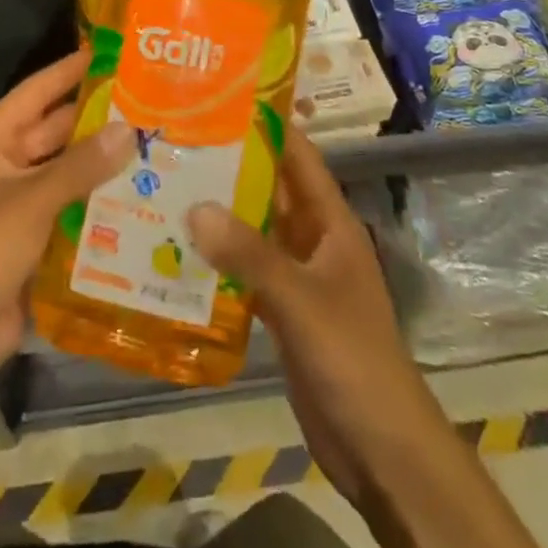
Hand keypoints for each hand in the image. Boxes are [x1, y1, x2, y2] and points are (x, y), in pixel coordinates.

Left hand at [0, 49, 134, 376]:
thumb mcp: (31, 202)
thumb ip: (81, 166)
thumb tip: (129, 130)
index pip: (34, 93)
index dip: (69, 70)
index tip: (109, 52)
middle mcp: (1, 164)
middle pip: (54, 132)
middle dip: (95, 119)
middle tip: (145, 102)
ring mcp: (16, 202)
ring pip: (65, 170)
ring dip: (100, 161)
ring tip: (152, 143)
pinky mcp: (31, 235)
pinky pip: (69, 206)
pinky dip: (96, 199)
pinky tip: (138, 193)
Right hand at [188, 130, 443, 509]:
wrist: (380, 448)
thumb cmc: (352, 357)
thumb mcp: (301, 299)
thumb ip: (250, 254)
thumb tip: (195, 206)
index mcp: (331, 223)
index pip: (299, 157)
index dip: (269, 126)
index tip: (224, 99)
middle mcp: (314, 241)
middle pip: (271, 190)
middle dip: (231, 166)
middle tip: (178, 141)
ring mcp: (298, 277)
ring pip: (255, 231)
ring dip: (220, 213)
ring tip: (167, 186)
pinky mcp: (282, 312)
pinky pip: (246, 272)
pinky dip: (219, 260)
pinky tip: (178, 252)